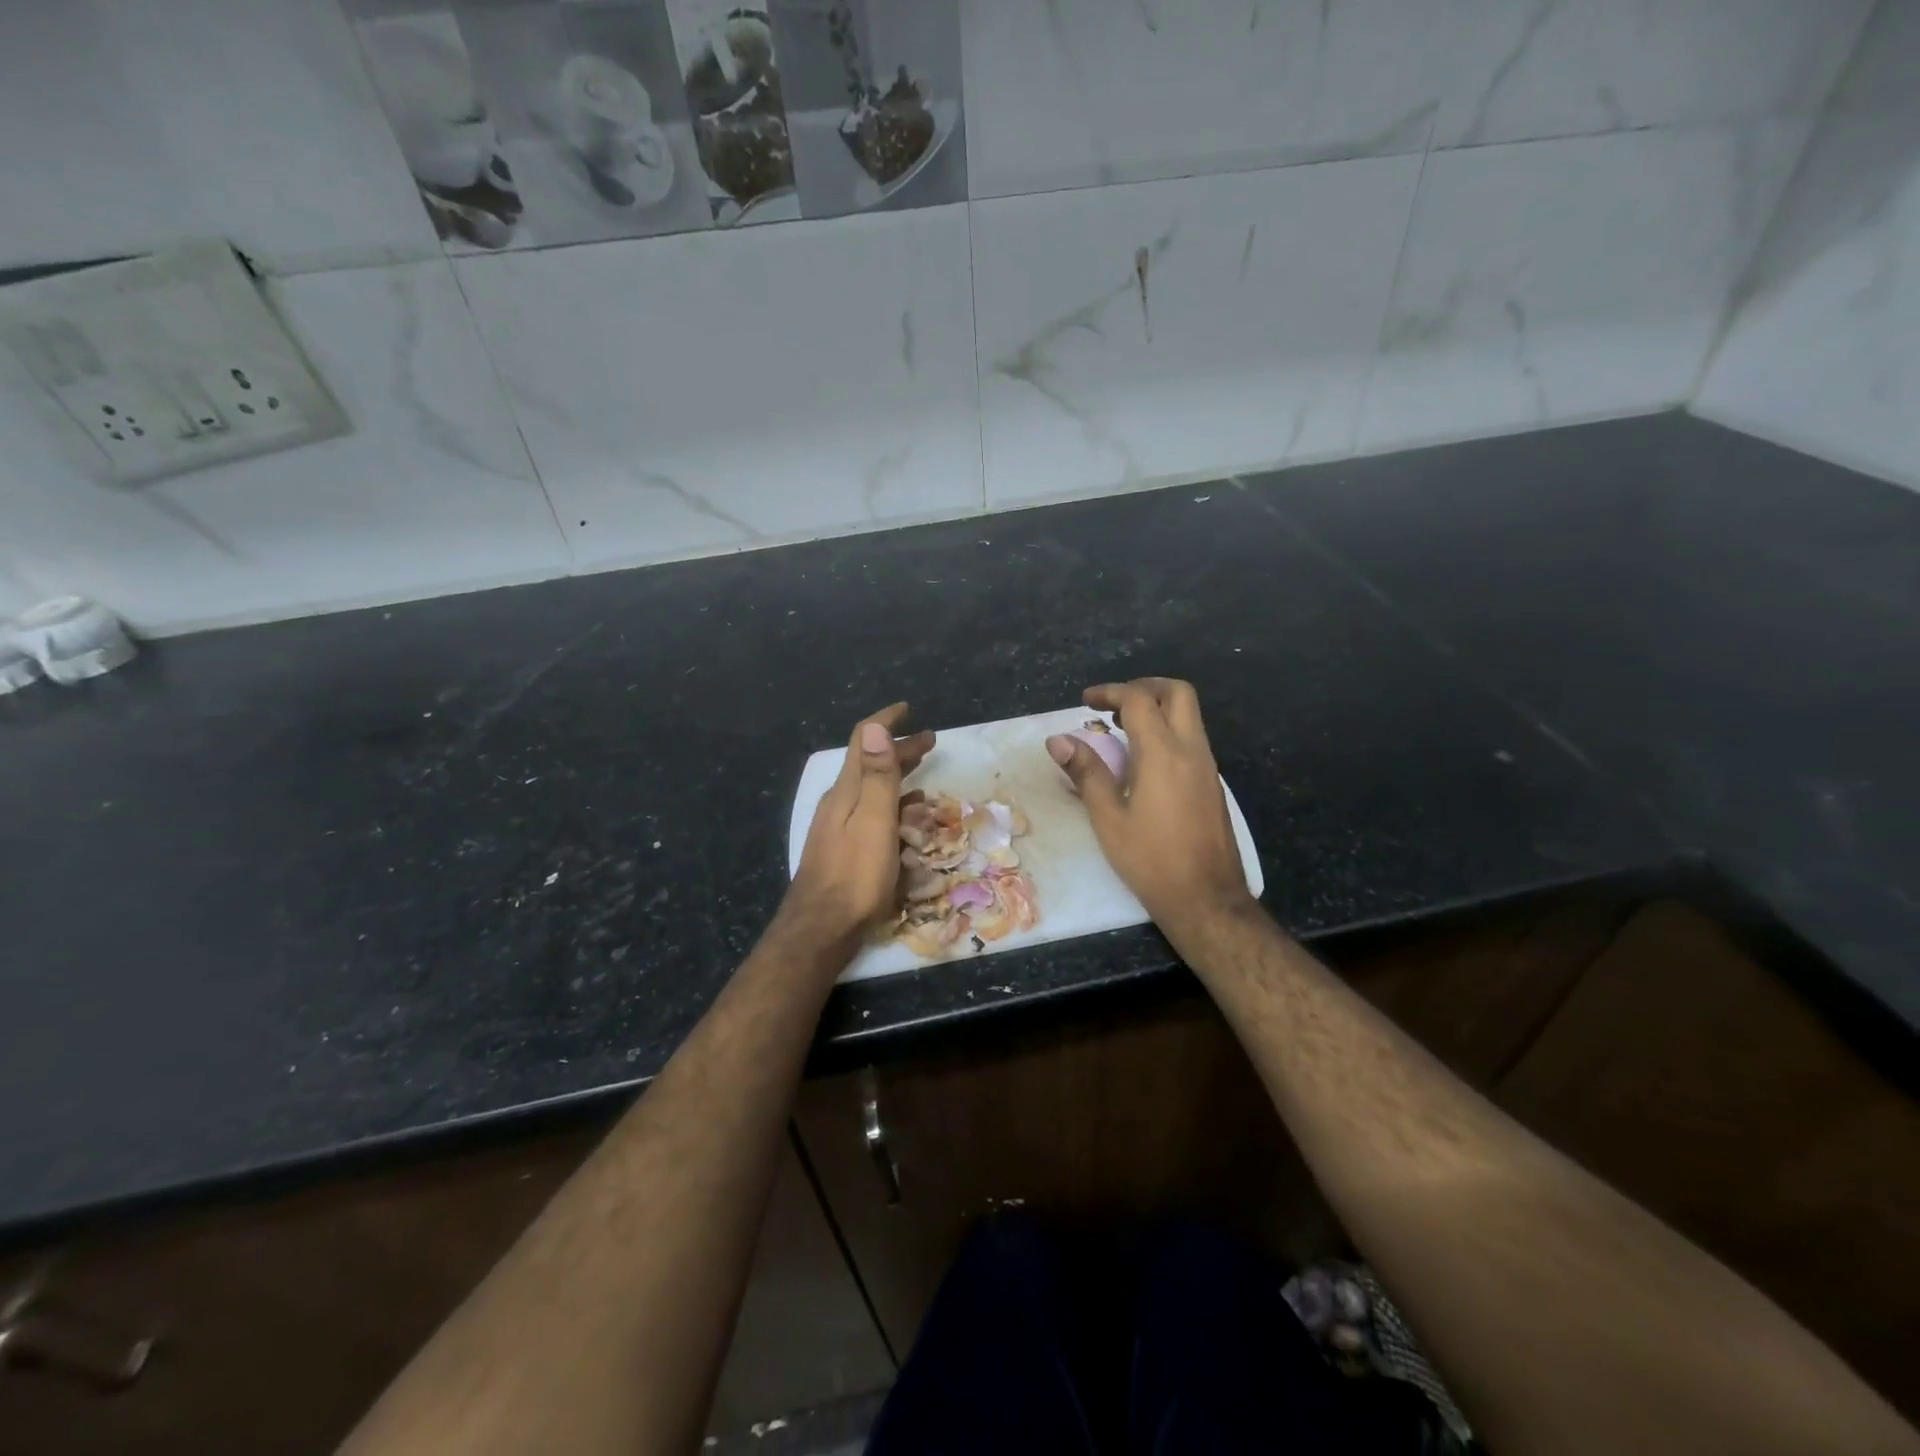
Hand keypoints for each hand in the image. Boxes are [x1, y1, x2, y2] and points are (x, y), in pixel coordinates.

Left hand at [786, 703, 933, 942]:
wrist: (821, 929)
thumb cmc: (855, 875)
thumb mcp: (874, 822)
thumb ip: (878, 776)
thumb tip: (875, 725)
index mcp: (847, 791)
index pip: (864, 742)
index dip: (885, 721)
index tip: (907, 708)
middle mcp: (840, 802)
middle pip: (871, 764)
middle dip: (899, 749)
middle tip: (930, 740)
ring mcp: (839, 827)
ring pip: (872, 790)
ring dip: (898, 777)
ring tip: (924, 774)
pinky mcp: (844, 849)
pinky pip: (872, 815)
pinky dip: (892, 805)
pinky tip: (906, 818)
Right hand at [1047, 678, 1253, 932]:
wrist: (1206, 898)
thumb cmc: (1150, 860)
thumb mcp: (1108, 818)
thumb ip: (1086, 772)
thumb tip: (1058, 740)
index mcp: (1163, 754)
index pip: (1138, 700)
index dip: (1110, 692)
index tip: (1086, 702)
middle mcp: (1192, 750)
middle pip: (1178, 693)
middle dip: (1144, 687)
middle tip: (1113, 704)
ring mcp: (1208, 766)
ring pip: (1189, 715)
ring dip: (1157, 709)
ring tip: (1122, 729)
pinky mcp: (1213, 783)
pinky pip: (1192, 739)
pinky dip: (1168, 731)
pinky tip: (1144, 759)